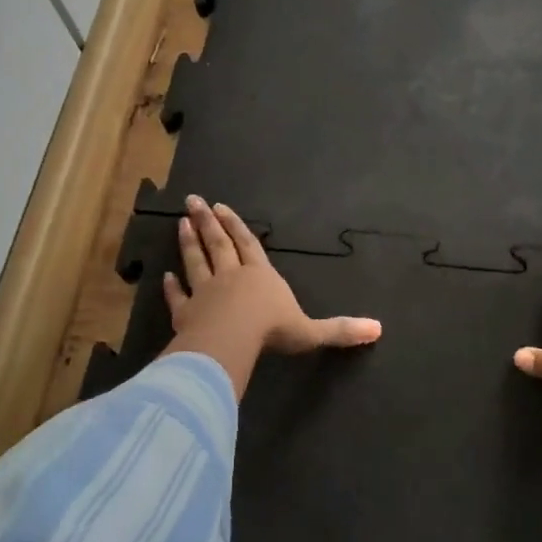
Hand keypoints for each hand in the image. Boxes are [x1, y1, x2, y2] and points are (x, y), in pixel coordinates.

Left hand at [164, 197, 380, 357]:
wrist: (231, 340)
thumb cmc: (272, 330)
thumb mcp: (311, 331)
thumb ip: (339, 329)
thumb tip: (377, 329)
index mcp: (261, 276)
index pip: (248, 244)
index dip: (236, 226)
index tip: (221, 208)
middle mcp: (231, 277)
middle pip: (218, 244)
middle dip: (207, 222)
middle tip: (193, 201)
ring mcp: (205, 293)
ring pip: (196, 262)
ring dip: (188, 243)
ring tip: (180, 223)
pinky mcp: (186, 313)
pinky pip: (178, 297)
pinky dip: (172, 288)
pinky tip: (164, 277)